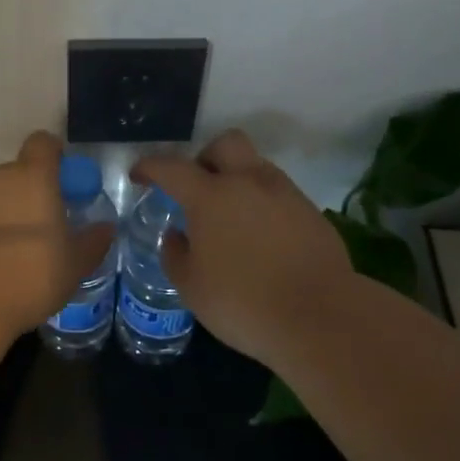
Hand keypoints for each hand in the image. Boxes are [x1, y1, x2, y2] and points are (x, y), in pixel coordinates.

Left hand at [0, 131, 114, 340]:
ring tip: (12, 255)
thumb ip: (92, 242)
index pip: (43, 143)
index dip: (55, 156)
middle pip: (16, 173)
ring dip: (2, 215)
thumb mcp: (74, 265)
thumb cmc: (30, 273)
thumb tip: (105, 228)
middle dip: (29, 194)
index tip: (64, 181)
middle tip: (43, 228)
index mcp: (33, 177)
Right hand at [132, 130, 355, 365]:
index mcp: (210, 196)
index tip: (139, 176)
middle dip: (206, 158)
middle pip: (225, 144)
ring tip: (231, 219)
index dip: (150, 167)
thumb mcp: (191, 287)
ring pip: (256, 167)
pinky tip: (261, 238)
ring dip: (238, 181)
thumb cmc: (243, 303)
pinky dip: (263, 205)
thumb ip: (176, 254)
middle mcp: (248, 182)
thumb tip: (176, 234)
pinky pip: (278, 194)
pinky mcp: (311, 212)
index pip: (171, 167)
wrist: (320, 317)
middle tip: (198, 188)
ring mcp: (285, 194)